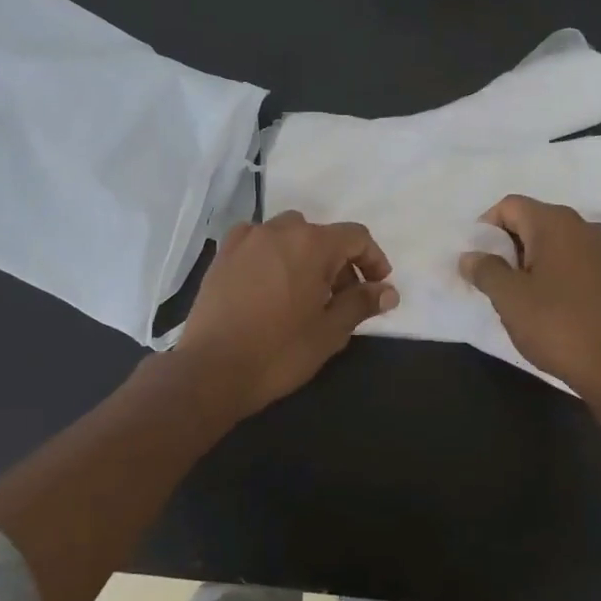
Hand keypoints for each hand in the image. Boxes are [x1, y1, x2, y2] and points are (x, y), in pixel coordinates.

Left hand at [176, 212, 397, 417]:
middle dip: (338, 262)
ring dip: (304, 256)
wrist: (211, 370)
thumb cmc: (279, 352)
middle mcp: (277, 230)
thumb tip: (388, 291)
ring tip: (304, 293)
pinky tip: (271, 287)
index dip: (373, 259)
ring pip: (287, 235)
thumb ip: (361, 304)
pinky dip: (272, 256)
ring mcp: (245, 240)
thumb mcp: (329, 332)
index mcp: (310, 244)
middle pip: (320, 235)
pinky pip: (257, 244)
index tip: (378, 286)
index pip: (355, 237)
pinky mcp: (221, 256)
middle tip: (341, 299)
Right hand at [458, 196, 600, 402]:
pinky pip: (578, 261)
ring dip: (534, 260)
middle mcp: (586, 227)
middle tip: (494, 280)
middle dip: (509, 245)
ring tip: (522, 295)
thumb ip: (485, 270)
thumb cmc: (557, 327)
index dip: (486, 228)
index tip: (477, 260)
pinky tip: (553, 304)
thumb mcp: (509, 299)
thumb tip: (470, 256)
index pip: (510, 206)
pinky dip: (558, 273)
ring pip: (558, 243)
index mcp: (557, 224)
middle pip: (535, 221)